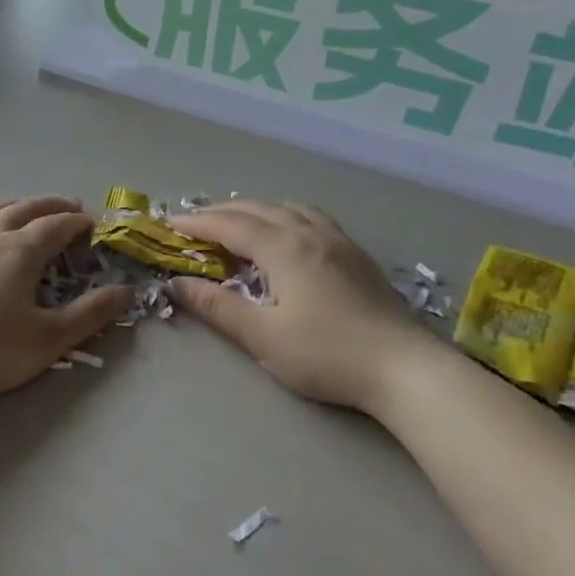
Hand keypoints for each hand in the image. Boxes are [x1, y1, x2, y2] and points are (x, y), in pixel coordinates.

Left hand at [0, 196, 133, 402]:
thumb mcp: (46, 340)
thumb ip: (89, 315)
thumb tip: (126, 291)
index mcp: (19, 251)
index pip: (56, 226)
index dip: (77, 222)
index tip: (92, 223)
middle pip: (23, 209)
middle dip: (50, 205)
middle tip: (68, 207)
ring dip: (12, 208)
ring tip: (23, 210)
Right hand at [168, 200, 426, 412]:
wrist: (405, 367)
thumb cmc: (327, 354)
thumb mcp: (263, 336)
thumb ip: (217, 307)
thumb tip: (176, 284)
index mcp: (284, 248)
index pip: (230, 225)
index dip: (197, 222)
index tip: (169, 224)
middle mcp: (310, 232)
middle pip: (258, 209)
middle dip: (221, 212)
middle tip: (194, 224)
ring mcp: (338, 240)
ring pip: (288, 207)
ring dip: (255, 209)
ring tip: (237, 223)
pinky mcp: (357, 254)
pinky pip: (311, 217)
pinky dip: (284, 215)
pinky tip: (287, 233)